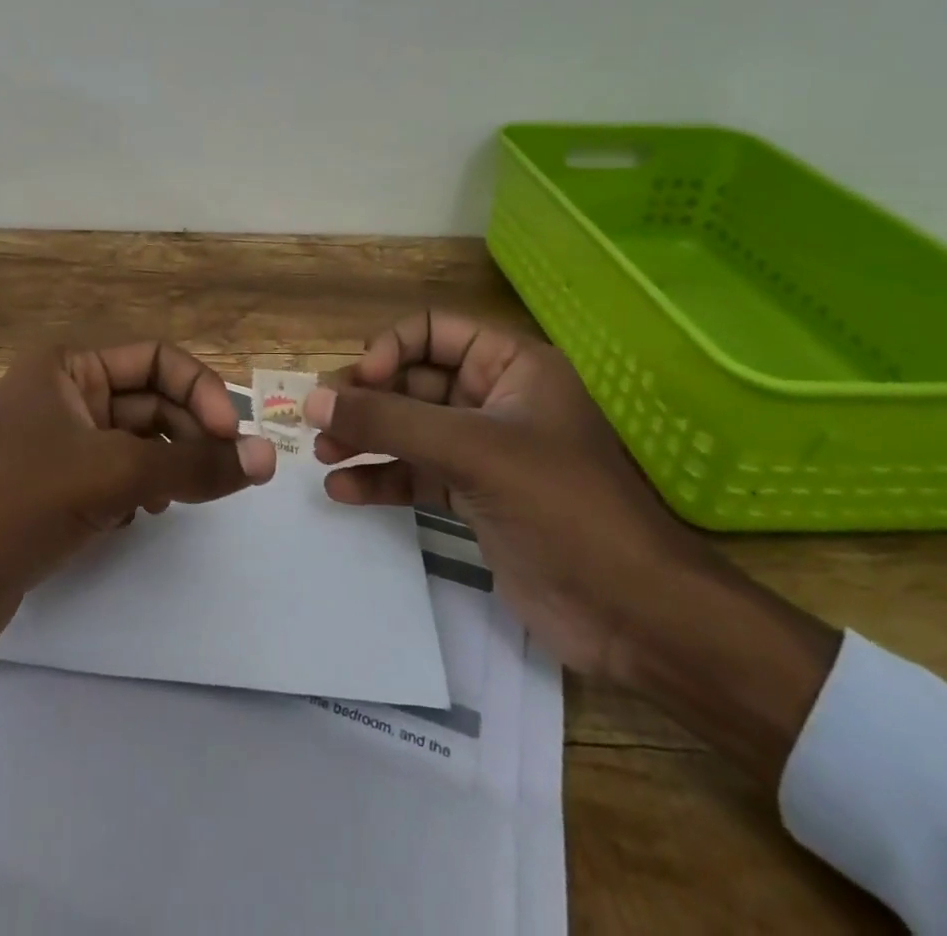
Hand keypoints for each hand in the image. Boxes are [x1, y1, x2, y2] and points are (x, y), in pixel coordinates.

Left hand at [0, 341, 276, 738]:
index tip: (231, 438)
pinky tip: (139, 518)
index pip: (157, 359)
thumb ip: (194, 466)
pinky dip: (138, 491)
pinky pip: (115, 476)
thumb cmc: (18, 502)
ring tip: (178, 498)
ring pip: (136, 442)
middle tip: (223, 477)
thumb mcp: (114, 474)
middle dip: (189, 434)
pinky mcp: (52, 490)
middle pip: (149, 401)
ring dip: (167, 464)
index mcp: (68, 365)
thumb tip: (266, 458)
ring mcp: (56, 444)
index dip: (201, 391)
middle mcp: (63, 394)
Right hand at [307, 311, 839, 787]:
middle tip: (320, 420)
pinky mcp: (474, 497)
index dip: (390, 349)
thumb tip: (312, 399)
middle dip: (367, 399)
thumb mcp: (472, 451)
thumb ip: (389, 422)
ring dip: (367, 438)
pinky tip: (344, 490)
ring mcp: (484, 451)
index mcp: (511, 367)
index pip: (433, 331)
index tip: (358, 382)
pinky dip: (382, 479)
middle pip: (413, 381)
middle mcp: (494, 400)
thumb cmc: (562, 506)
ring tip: (322, 453)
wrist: (633, 614)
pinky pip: (416, 474)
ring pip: (410, 430)